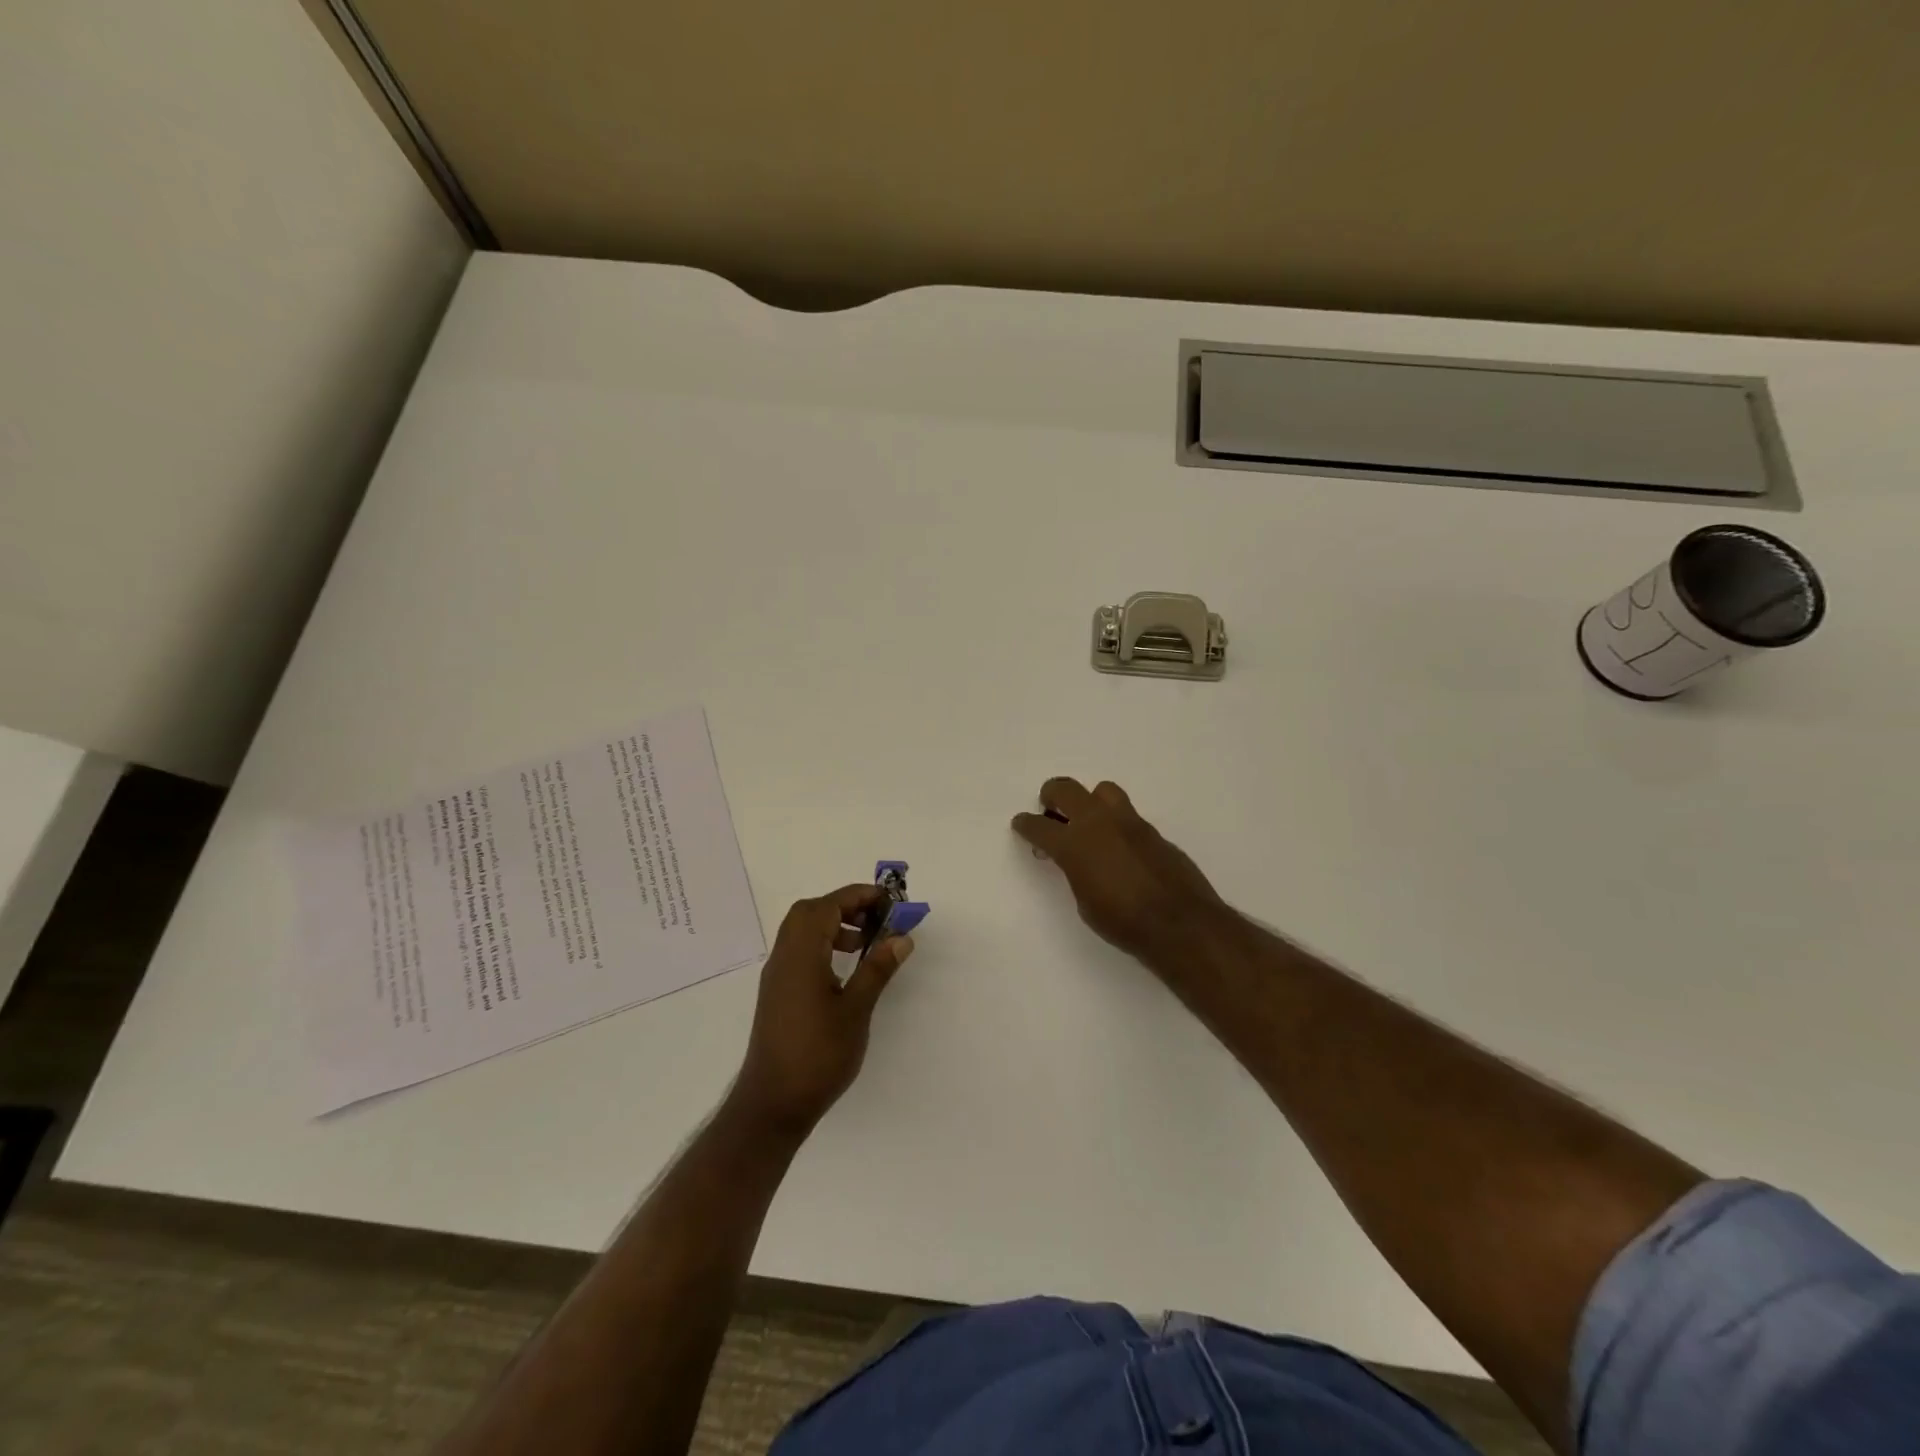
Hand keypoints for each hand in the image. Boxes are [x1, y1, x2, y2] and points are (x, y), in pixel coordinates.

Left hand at [730, 885, 915, 1138]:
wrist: (773, 1104)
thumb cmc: (818, 1055)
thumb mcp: (856, 1010)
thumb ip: (877, 969)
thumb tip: (901, 937)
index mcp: (801, 955)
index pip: (827, 906)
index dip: (858, 896)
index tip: (889, 900)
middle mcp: (784, 957)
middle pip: (810, 912)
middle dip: (845, 905)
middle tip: (877, 917)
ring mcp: (777, 975)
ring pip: (802, 930)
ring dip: (833, 924)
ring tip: (865, 941)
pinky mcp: (777, 993)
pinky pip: (799, 951)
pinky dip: (823, 944)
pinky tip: (845, 968)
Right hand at [1012, 777, 1225, 962]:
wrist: (1179, 923)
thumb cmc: (1122, 922)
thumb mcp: (1084, 902)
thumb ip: (1075, 872)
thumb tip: (1077, 861)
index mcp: (1073, 844)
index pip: (1038, 826)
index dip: (1025, 824)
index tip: (1021, 824)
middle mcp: (1098, 822)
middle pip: (1065, 789)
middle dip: (1052, 796)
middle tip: (1050, 810)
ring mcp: (1129, 822)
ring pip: (1102, 791)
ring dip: (1089, 801)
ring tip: (1089, 822)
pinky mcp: (1153, 831)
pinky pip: (1127, 815)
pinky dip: (1116, 824)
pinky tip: (1119, 848)